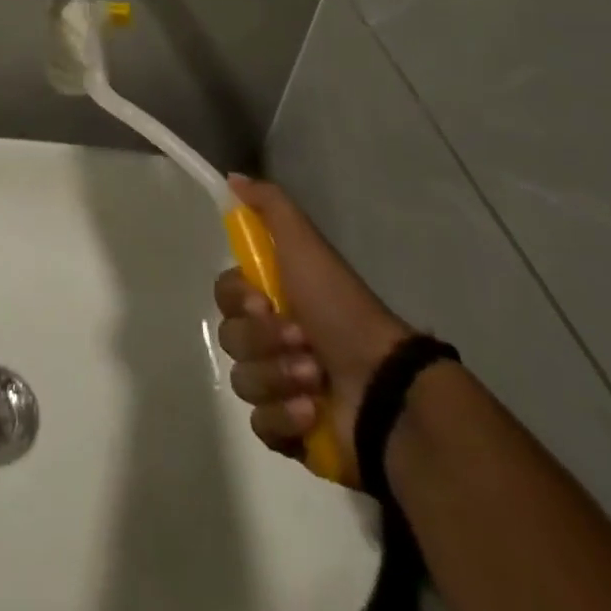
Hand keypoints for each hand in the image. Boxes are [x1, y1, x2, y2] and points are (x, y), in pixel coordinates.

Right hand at [215, 176, 413, 486]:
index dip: (239, 301)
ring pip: (242, 380)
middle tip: (302, 341)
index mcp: (274, 298)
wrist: (385, 387)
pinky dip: (284, 417)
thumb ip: (270, 206)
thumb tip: (231, 177)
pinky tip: (311, 412)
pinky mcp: (290, 432)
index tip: (265, 301)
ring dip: (278, 377)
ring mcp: (281, 386)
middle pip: (231, 337)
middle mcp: (274, 339)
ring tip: (315, 380)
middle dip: (264, 341)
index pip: (225, 296)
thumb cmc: (341, 310)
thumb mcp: (307, 245)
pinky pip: (260, 424)